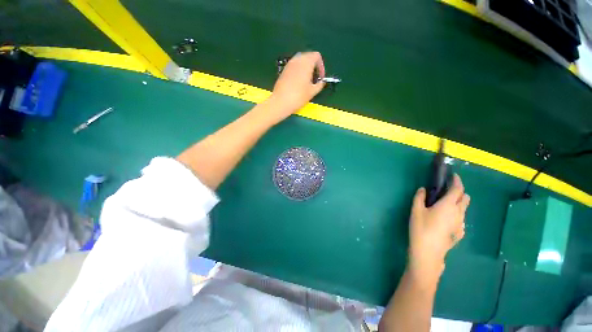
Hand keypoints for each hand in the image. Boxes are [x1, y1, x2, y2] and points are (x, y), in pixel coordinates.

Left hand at [268, 52, 325, 120]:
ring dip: (306, 68)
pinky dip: (298, 71)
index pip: (317, 56)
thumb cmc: (298, 96)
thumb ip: (319, 85)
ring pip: (300, 61)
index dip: (321, 66)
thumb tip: (321, 82)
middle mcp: (297, 60)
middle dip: (314, 66)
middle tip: (315, 79)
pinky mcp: (283, 70)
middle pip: (308, 56)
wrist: (280, 102)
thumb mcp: (312, 92)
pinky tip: (298, 83)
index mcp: (306, 62)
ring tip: (307, 81)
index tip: (320, 78)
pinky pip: (294, 66)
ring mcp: (289, 64)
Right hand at [407, 174, 469, 286]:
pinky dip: (456, 214)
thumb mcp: (416, 210)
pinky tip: (445, 220)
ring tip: (444, 205)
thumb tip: (423, 189)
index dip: (457, 181)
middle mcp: (458, 213)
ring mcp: (461, 223)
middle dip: (459, 191)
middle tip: (446, 191)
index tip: (452, 175)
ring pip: (464, 209)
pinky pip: (461, 219)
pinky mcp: (460, 232)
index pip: (457, 189)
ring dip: (457, 203)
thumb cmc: (421, 228)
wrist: (428, 252)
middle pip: (465, 198)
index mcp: (448, 205)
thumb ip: (419, 197)